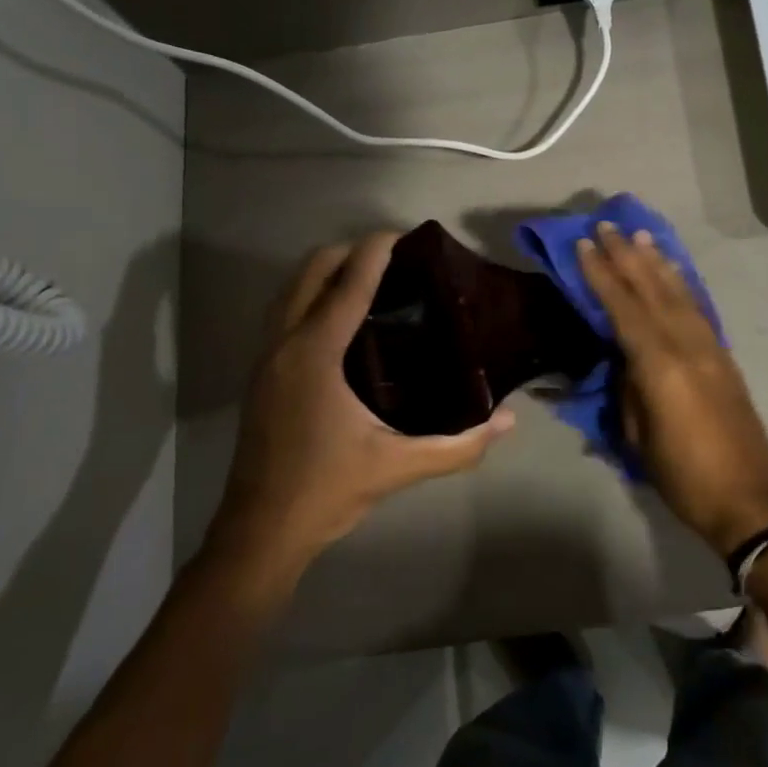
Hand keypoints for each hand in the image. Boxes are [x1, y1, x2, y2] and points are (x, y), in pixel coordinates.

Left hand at [208, 232, 514, 579]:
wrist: (259, 532)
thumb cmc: (327, 491)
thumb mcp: (398, 466)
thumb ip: (458, 445)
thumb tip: (507, 421)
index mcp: (315, 354)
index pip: (348, 284)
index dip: (376, 251)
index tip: (404, 234)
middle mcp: (285, 343)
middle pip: (312, 270)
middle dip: (349, 252)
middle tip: (393, 259)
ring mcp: (266, 357)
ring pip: (291, 288)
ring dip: (326, 271)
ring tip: (369, 278)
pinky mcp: (261, 373)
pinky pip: (285, 311)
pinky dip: (311, 295)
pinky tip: (341, 318)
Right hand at [577, 222, 767, 554]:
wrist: (748, 499)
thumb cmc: (683, 475)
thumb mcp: (639, 437)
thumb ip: (629, 388)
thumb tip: (625, 359)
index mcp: (660, 365)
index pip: (623, 307)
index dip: (601, 274)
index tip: (585, 244)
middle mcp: (687, 345)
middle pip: (652, 290)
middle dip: (627, 255)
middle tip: (608, 226)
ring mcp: (710, 348)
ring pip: (679, 293)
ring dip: (657, 262)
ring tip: (641, 236)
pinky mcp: (725, 357)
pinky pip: (698, 309)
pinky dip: (682, 285)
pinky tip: (674, 273)